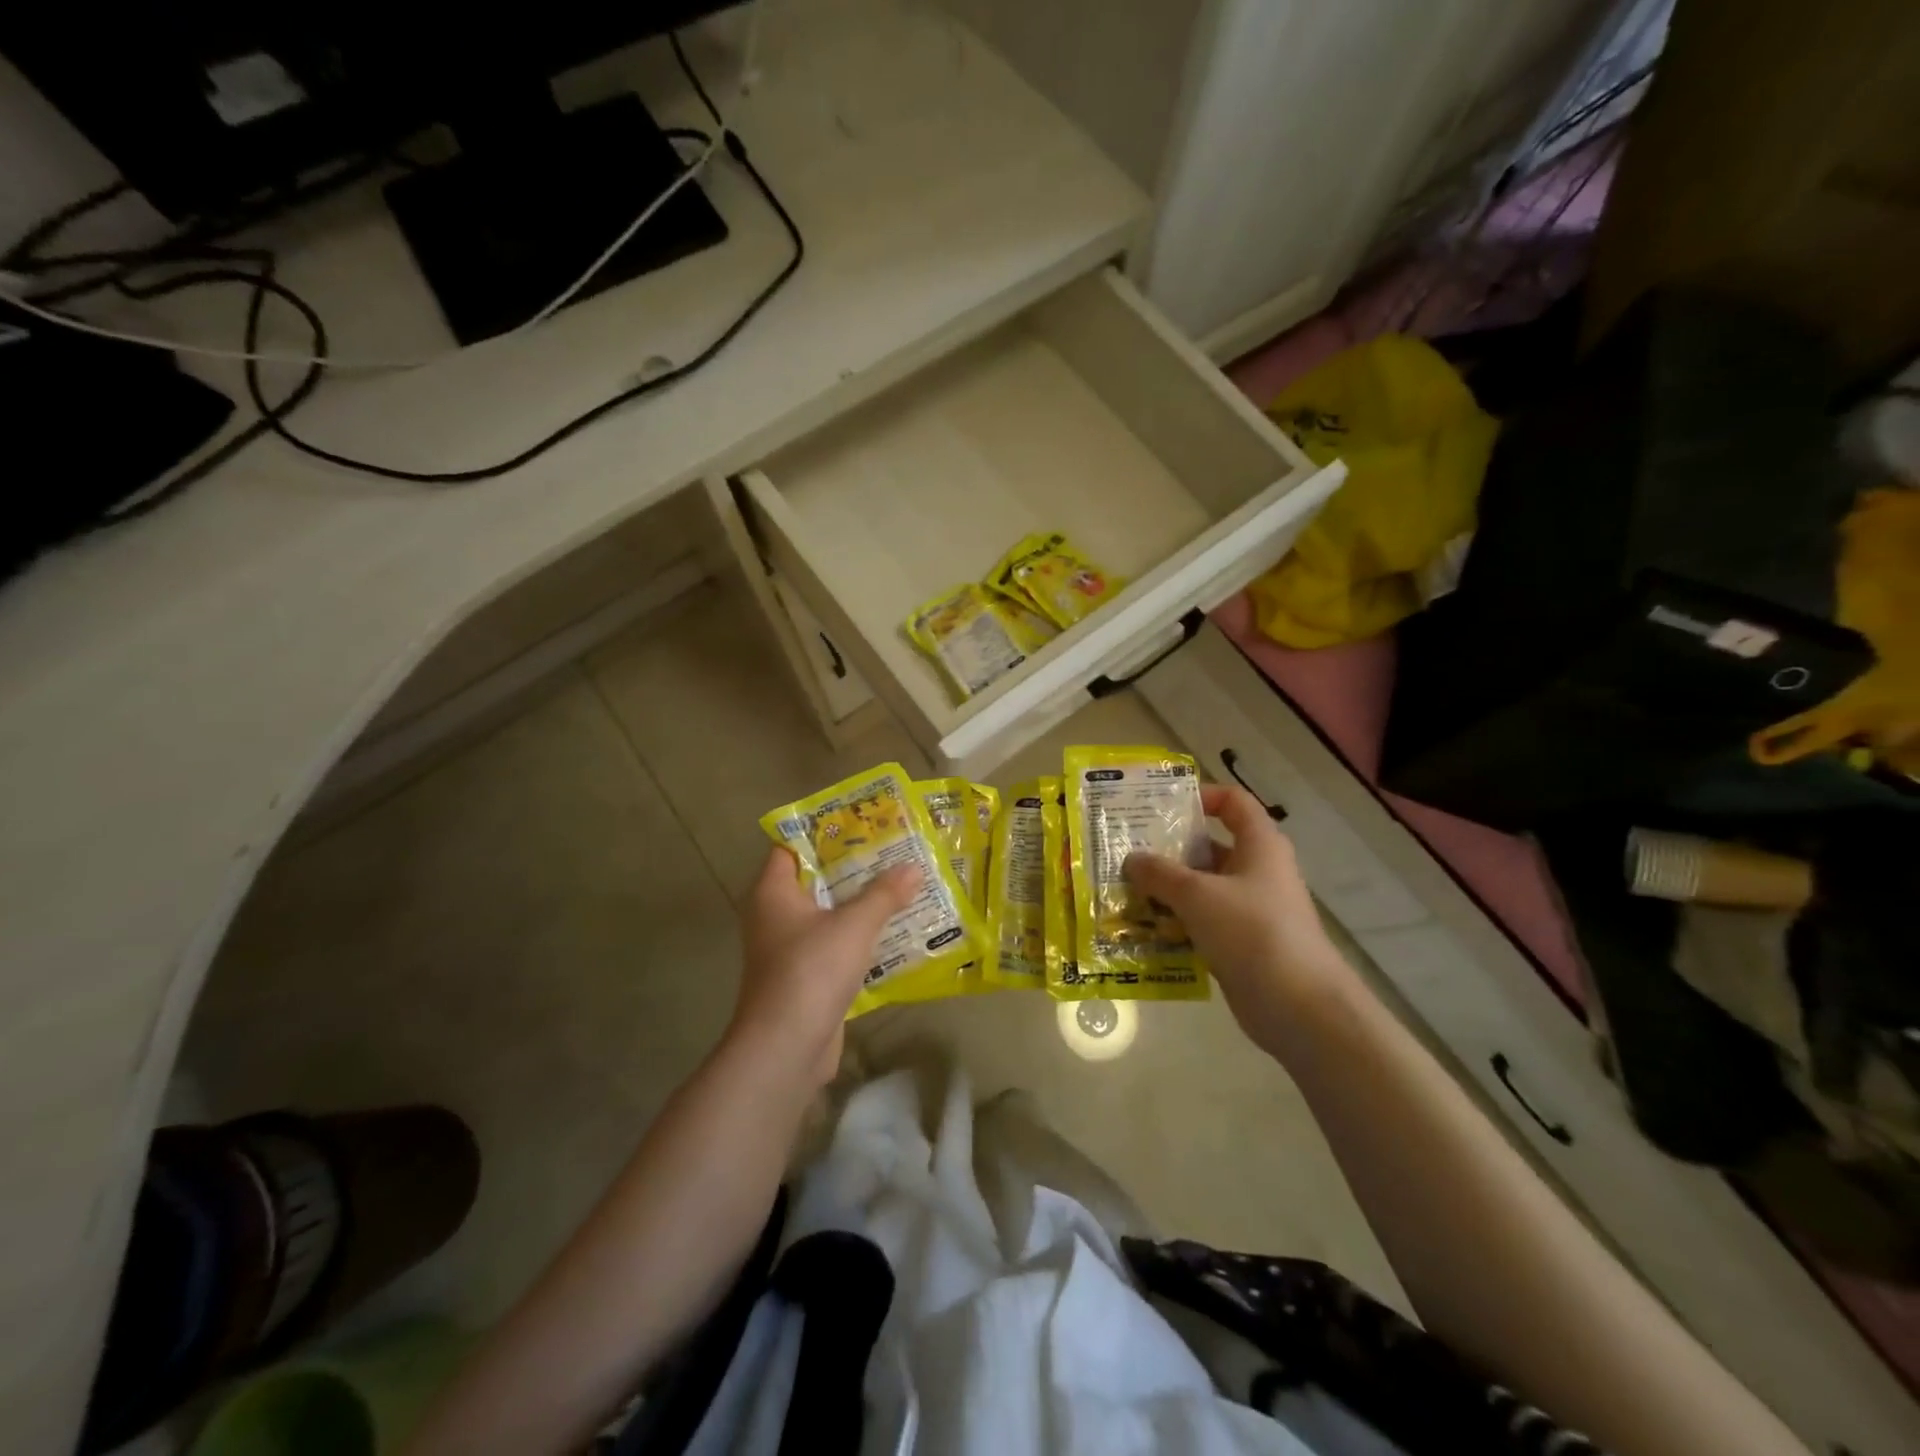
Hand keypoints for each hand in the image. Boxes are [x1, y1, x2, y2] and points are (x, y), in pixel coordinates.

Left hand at [730, 848, 920, 1085]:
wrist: (786, 1047)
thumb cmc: (811, 970)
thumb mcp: (854, 925)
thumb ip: (884, 894)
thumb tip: (913, 866)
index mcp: (773, 892)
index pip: (791, 848)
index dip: (823, 833)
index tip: (860, 824)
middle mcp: (774, 916)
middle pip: (815, 881)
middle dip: (852, 868)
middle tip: (892, 851)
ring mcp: (788, 949)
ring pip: (827, 915)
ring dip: (858, 905)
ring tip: (900, 885)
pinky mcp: (804, 978)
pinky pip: (834, 946)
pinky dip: (858, 938)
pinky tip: (893, 931)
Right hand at [1124, 784, 1359, 1050]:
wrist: (1299, 1007)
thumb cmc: (1252, 932)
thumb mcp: (1198, 895)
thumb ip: (1160, 873)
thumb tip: (1131, 859)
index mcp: (1259, 845)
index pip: (1233, 802)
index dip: (1201, 796)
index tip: (1160, 805)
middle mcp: (1257, 871)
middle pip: (1209, 846)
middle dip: (1168, 848)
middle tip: (1126, 850)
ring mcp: (1249, 910)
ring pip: (1201, 888)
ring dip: (1166, 889)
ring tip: (1123, 889)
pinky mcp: (1240, 944)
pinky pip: (1201, 922)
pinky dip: (1175, 922)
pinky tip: (1142, 929)